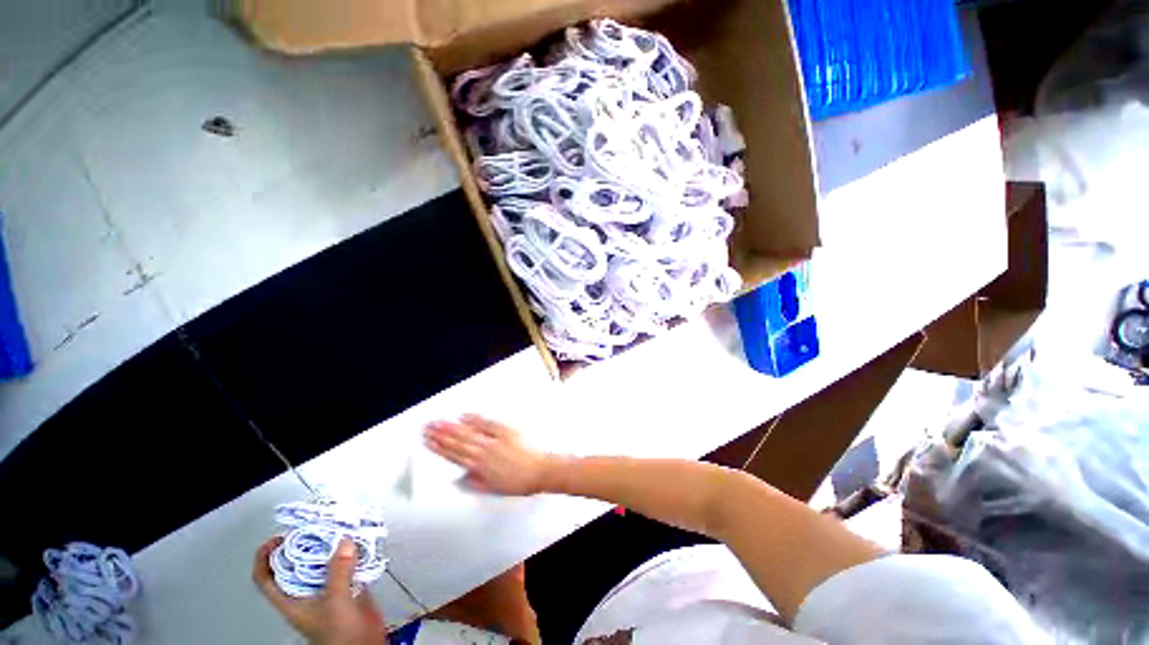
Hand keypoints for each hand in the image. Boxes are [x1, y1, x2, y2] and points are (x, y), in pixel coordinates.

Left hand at [253, 537, 387, 644]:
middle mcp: (306, 591)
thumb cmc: (340, 634)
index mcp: (291, 599)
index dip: (266, 557)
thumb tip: (344, 541)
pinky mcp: (348, 586)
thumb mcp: (336, 603)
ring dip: (331, 545)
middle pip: (297, 563)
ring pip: (323, 562)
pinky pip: (346, 563)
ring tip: (340, 527)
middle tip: (316, 525)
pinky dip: (351, 551)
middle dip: (305, 543)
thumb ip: (339, 573)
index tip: (279, 537)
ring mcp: (327, 588)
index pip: (266, 577)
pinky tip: (360, 542)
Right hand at [424, 415, 552, 495]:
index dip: (441, 449)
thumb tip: (465, 477)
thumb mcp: (496, 489)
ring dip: (451, 427)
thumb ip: (478, 482)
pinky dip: (474, 419)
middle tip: (428, 428)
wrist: (540, 471)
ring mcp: (494, 441)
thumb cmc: (520, 482)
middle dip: (441, 435)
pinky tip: (464, 416)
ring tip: (439, 422)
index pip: (454, 457)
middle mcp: (483, 453)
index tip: (429, 442)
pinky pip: (486, 423)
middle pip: (457, 443)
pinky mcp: (505, 432)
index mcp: (480, 468)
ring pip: (467, 433)